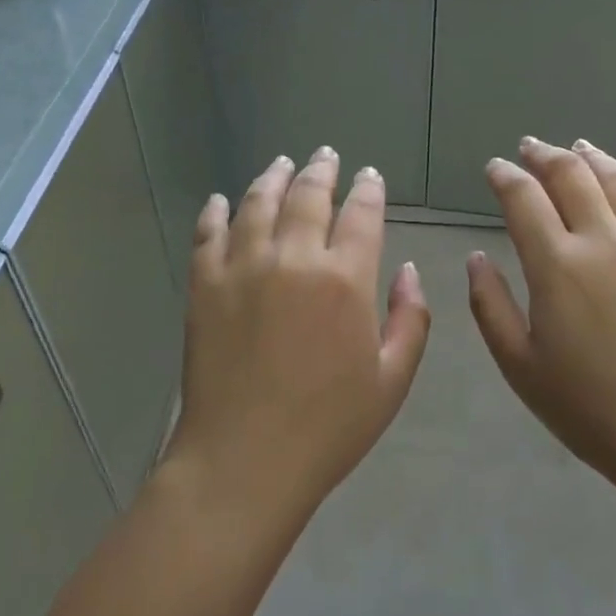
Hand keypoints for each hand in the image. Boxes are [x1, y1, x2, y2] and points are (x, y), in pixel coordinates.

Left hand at [163, 148, 431, 526]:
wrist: (244, 460)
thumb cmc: (328, 427)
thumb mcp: (392, 380)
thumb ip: (411, 319)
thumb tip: (409, 269)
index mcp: (344, 279)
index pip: (361, 213)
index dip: (368, 189)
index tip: (369, 176)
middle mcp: (293, 258)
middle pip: (308, 195)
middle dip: (321, 170)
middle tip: (325, 155)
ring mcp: (243, 267)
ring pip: (258, 203)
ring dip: (272, 178)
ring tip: (281, 164)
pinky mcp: (204, 285)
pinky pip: (208, 234)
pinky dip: (214, 212)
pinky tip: (219, 200)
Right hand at [466, 138, 615, 499]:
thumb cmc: (590, 408)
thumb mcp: (520, 365)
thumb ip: (490, 305)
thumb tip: (476, 257)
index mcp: (556, 264)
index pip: (523, 198)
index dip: (505, 176)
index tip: (494, 168)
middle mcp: (603, 240)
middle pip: (571, 176)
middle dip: (545, 154)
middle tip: (530, 147)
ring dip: (595, 158)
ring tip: (581, 146)